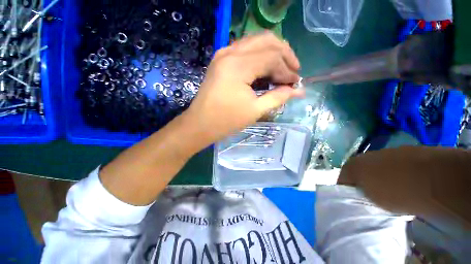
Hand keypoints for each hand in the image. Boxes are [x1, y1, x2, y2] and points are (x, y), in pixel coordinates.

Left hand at [183, 32, 303, 145]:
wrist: (200, 124)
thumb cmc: (226, 121)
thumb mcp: (255, 110)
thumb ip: (278, 97)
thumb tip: (299, 90)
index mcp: (238, 66)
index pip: (272, 57)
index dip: (287, 70)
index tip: (296, 83)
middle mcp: (230, 52)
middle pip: (267, 41)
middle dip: (285, 54)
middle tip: (293, 71)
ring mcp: (223, 54)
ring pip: (256, 42)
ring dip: (273, 53)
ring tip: (282, 70)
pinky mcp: (221, 59)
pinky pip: (246, 49)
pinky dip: (260, 56)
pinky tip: (266, 69)